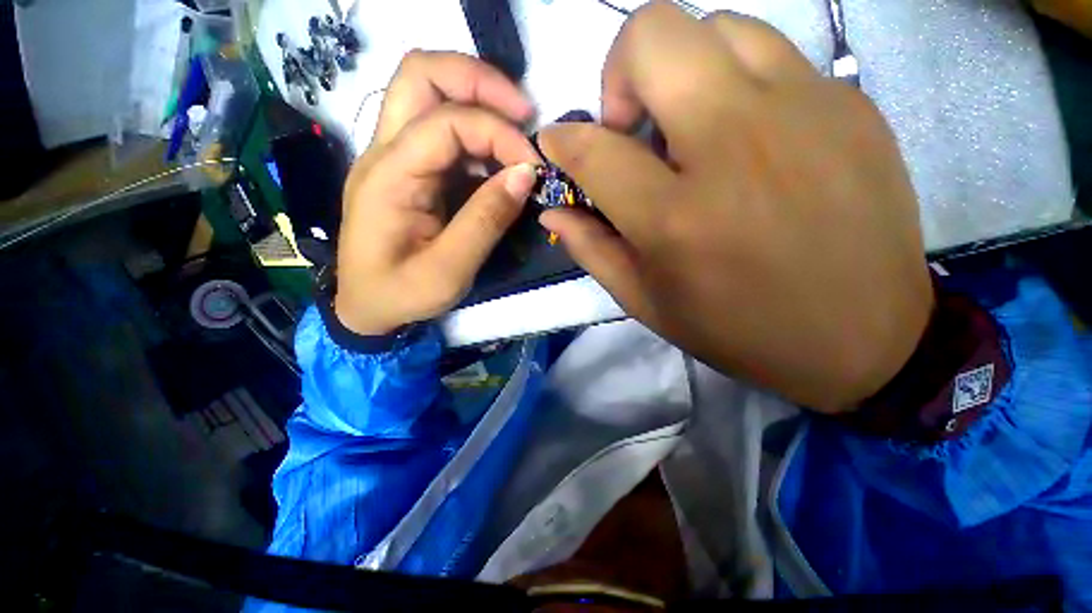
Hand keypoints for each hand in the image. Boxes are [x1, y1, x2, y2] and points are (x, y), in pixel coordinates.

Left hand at [334, 51, 540, 335]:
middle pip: (422, 74)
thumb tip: (526, 175)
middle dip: (479, 80)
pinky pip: (441, 131)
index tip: (535, 168)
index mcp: (389, 177)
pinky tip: (499, 161)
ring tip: (517, 135)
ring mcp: (395, 158)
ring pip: (429, 93)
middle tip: (524, 112)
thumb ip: (486, 221)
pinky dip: (476, 134)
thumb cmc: (401, 294)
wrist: (367, 306)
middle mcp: (385, 152)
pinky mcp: (410, 170)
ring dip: (478, 101)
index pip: (446, 122)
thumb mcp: (448, 270)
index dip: (499, 134)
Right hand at [538, 2, 933, 411]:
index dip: (562, 142)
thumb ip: (591, 249)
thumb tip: (552, 210)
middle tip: (631, 128)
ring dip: (680, 67)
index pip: (593, 149)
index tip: (557, 145)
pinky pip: (773, 56)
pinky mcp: (850, 104)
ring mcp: (804, 112)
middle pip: (653, 36)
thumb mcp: (646, 302)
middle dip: (620, 72)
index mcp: (675, 218)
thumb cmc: (738, 329)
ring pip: (716, 27)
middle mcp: (734, 147)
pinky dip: (737, 82)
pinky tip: (745, 138)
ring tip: (687, 126)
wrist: (863, 338)